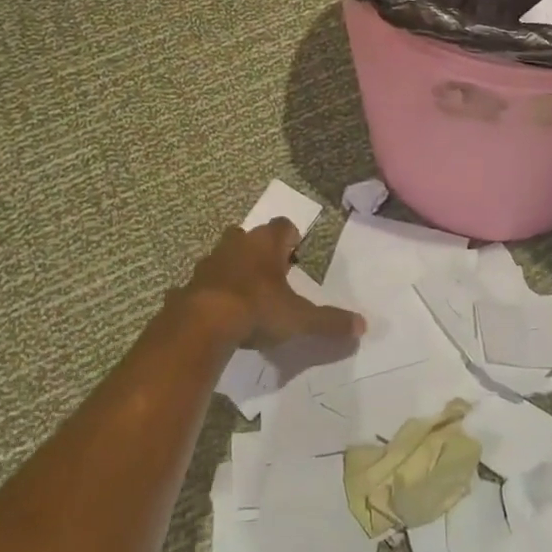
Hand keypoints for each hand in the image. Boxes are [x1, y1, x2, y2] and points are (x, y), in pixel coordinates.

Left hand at [174, 219, 364, 348]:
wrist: (202, 324)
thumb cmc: (257, 309)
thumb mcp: (300, 319)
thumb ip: (330, 321)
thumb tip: (363, 326)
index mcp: (266, 244)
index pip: (283, 226)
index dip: (291, 237)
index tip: (296, 253)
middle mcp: (237, 244)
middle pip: (249, 236)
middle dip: (259, 250)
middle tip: (270, 273)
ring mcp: (209, 262)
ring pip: (224, 255)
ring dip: (234, 268)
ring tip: (244, 293)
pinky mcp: (189, 283)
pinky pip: (202, 282)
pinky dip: (210, 291)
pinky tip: (216, 311)